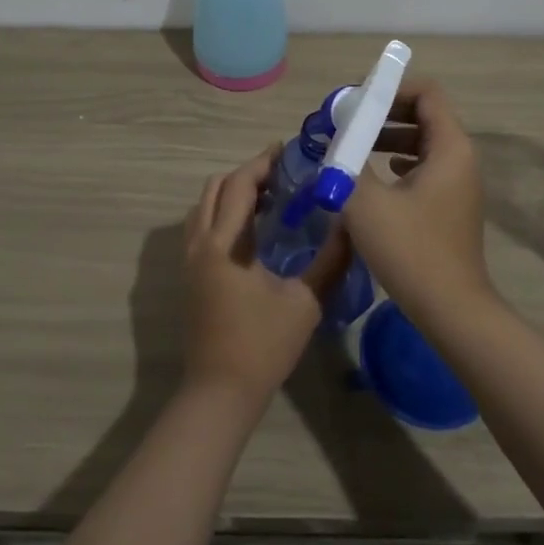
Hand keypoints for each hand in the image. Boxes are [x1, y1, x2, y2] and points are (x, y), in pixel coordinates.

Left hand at [181, 145, 350, 409]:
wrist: (219, 393)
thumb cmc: (262, 346)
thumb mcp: (304, 303)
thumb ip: (329, 262)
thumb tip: (352, 227)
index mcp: (224, 243)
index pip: (239, 184)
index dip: (262, 162)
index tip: (287, 151)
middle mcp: (200, 243)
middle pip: (216, 187)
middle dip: (247, 173)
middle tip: (282, 175)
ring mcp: (190, 260)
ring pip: (205, 206)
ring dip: (232, 192)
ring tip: (269, 198)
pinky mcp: (191, 275)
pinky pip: (202, 225)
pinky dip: (223, 213)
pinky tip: (252, 230)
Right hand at [343, 79, 493, 319]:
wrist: (452, 311)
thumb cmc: (412, 250)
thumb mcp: (367, 202)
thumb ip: (346, 163)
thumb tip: (332, 139)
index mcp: (450, 147)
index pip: (426, 92)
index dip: (390, 88)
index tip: (356, 100)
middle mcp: (460, 158)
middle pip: (423, 114)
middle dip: (383, 112)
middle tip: (347, 121)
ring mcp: (457, 183)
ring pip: (421, 142)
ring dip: (387, 137)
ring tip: (352, 146)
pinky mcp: (449, 205)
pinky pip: (423, 167)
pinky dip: (397, 162)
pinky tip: (374, 176)